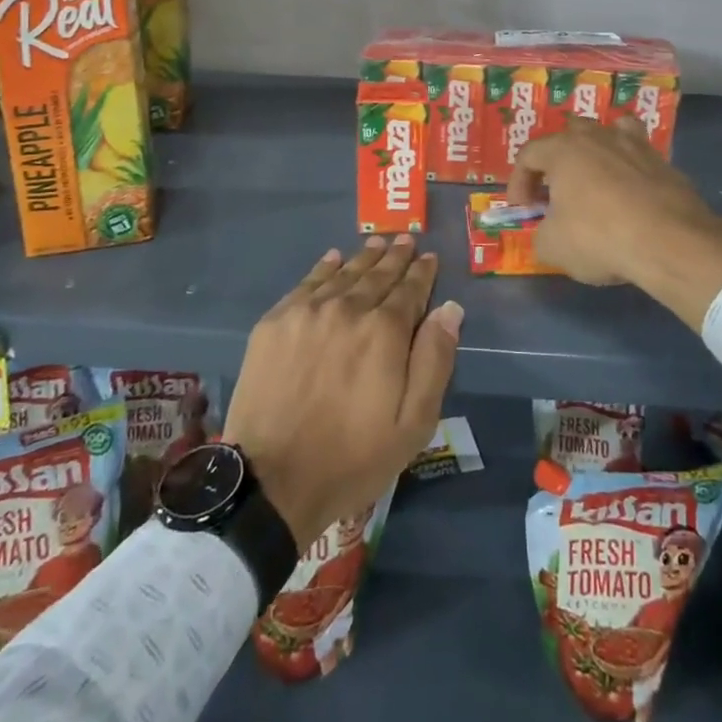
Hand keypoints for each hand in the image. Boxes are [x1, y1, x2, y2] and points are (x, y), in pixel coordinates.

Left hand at [223, 236, 461, 550]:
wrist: (272, 481)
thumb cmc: (353, 457)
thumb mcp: (413, 422)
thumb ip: (435, 359)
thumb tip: (449, 308)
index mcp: (385, 332)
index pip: (410, 290)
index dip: (422, 272)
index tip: (429, 257)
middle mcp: (348, 309)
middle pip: (377, 274)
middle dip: (395, 257)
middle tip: (406, 240)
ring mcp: (307, 312)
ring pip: (344, 273)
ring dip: (364, 257)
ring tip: (377, 242)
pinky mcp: (275, 322)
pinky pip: (307, 283)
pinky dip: (325, 267)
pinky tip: (333, 258)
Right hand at [509, 118, 721, 329]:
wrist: (670, 242)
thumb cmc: (599, 237)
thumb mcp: (553, 246)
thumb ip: (540, 235)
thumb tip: (547, 234)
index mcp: (563, 149)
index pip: (528, 155)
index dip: (518, 182)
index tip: (522, 209)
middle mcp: (598, 136)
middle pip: (568, 136)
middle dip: (556, 162)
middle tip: (556, 193)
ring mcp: (635, 145)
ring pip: (609, 133)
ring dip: (597, 153)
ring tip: (595, 180)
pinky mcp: (664, 162)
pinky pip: (638, 157)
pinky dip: (629, 170)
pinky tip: (631, 195)